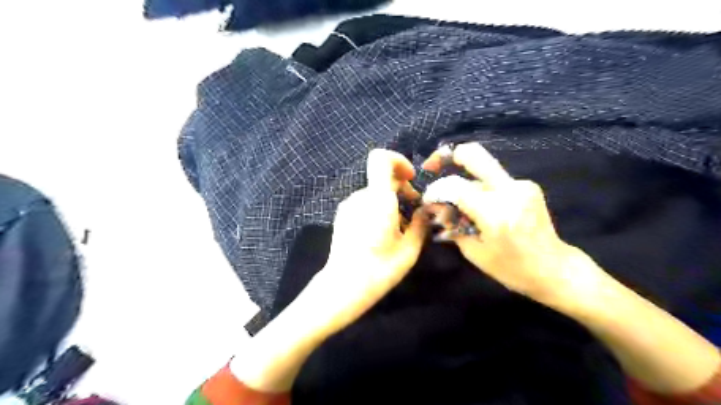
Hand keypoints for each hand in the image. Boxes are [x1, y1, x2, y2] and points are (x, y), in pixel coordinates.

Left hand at [302, 149, 429, 338]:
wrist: (344, 286)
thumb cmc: (380, 268)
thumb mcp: (409, 248)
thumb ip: (420, 223)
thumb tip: (425, 211)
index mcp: (377, 199)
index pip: (380, 159)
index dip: (398, 161)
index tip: (410, 178)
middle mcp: (359, 197)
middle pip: (381, 177)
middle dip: (401, 187)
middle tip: (414, 208)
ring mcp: (348, 206)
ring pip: (374, 191)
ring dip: (390, 199)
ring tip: (400, 225)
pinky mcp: (342, 215)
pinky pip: (364, 202)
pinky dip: (377, 207)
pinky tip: (382, 231)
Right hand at [420, 143, 601, 305]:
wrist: (554, 268)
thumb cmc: (511, 268)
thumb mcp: (473, 252)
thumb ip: (452, 223)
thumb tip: (435, 205)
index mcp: (495, 213)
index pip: (456, 186)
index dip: (437, 190)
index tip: (428, 199)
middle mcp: (510, 191)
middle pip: (474, 155)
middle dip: (448, 155)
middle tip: (432, 165)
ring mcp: (522, 184)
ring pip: (481, 169)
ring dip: (465, 181)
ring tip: (458, 204)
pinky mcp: (527, 185)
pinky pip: (494, 179)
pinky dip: (480, 188)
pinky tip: (478, 206)